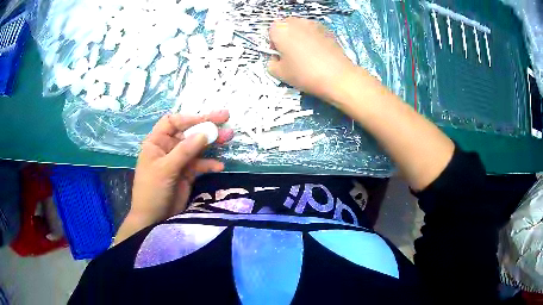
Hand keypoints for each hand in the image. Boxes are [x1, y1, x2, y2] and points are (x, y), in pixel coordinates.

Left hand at [115, 111, 232, 243]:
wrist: (153, 219)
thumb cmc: (152, 191)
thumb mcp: (165, 169)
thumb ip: (184, 151)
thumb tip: (205, 133)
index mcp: (157, 142)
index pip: (173, 122)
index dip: (189, 118)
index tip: (207, 119)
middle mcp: (168, 148)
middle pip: (188, 132)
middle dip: (206, 125)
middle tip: (225, 117)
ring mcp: (179, 161)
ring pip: (197, 147)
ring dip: (212, 143)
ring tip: (229, 137)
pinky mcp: (187, 173)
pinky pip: (200, 164)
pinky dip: (210, 164)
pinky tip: (219, 166)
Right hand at [267, 17, 359, 101]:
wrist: (337, 76)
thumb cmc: (305, 74)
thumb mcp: (280, 74)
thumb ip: (271, 63)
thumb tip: (276, 59)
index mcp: (281, 30)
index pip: (271, 31)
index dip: (274, 43)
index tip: (280, 56)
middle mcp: (296, 22)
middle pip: (286, 26)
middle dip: (286, 38)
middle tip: (292, 55)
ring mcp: (313, 24)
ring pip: (301, 28)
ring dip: (300, 37)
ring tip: (307, 54)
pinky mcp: (327, 29)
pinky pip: (314, 32)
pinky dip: (313, 39)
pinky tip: (319, 53)